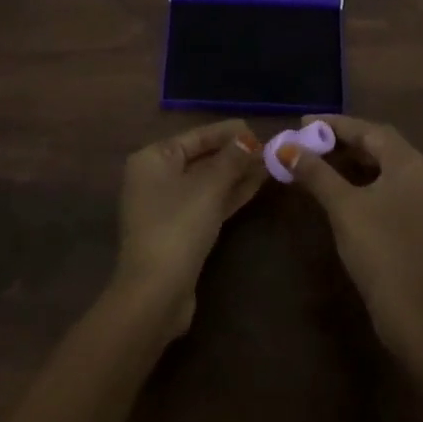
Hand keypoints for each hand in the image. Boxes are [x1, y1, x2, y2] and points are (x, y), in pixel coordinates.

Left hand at [115, 120, 265, 335]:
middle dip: (234, 154)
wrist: (156, 292)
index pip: (196, 136)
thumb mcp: (209, 188)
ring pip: (207, 182)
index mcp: (153, 159)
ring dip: (236, 174)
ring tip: (269, 165)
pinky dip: (229, 194)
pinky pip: (207, 202)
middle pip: (201, 158)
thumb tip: (248, 139)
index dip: (227, 133)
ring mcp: (167, 206)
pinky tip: (256, 186)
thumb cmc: (178, 227)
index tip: (258, 130)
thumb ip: (231, 159)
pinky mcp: (180, 230)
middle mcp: (155, 178)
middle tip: (269, 149)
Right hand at [283, 115, 422, 361]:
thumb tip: (287, 148)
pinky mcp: (422, 216)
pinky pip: (390, 182)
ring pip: (385, 164)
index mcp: (410, 163)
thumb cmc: (378, 250)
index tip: (303, 123)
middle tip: (309, 139)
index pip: (369, 130)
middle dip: (344, 139)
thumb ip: (316, 172)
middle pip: (380, 144)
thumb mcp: (343, 207)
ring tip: (320, 158)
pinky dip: (365, 177)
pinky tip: (342, 184)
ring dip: (353, 158)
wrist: (412, 311)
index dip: (334, 124)